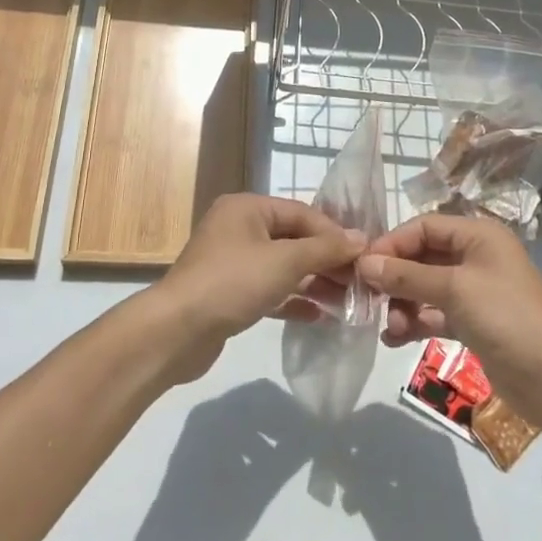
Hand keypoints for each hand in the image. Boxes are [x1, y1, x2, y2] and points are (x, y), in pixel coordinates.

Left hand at [147, 194, 365, 382]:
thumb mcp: (285, 261)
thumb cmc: (232, 282)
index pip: (302, 213)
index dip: (335, 233)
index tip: (365, 256)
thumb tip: (362, 238)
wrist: (177, 332)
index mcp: (247, 208)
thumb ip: (324, 249)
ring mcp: (232, 262)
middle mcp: (239, 228)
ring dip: (314, 282)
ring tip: (347, 301)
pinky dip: (294, 299)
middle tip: (360, 282)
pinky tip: (320, 316)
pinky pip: (270, 290)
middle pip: (293, 239)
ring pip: (283, 267)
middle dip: (327, 260)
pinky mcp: (230, 294)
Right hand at [357, 215, 541, 432]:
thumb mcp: (454, 290)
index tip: (361, 266)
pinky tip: (394, 339)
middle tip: (366, 298)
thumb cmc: (508, 318)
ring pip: (425, 288)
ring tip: (389, 328)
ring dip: (403, 304)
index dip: (392, 243)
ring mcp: (475, 291)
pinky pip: (434, 314)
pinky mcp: (473, 323)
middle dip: (395, 277)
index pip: (423, 226)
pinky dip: (415, 323)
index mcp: (478, 235)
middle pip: (422, 257)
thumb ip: (407, 276)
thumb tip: (363, 264)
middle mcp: (475, 257)